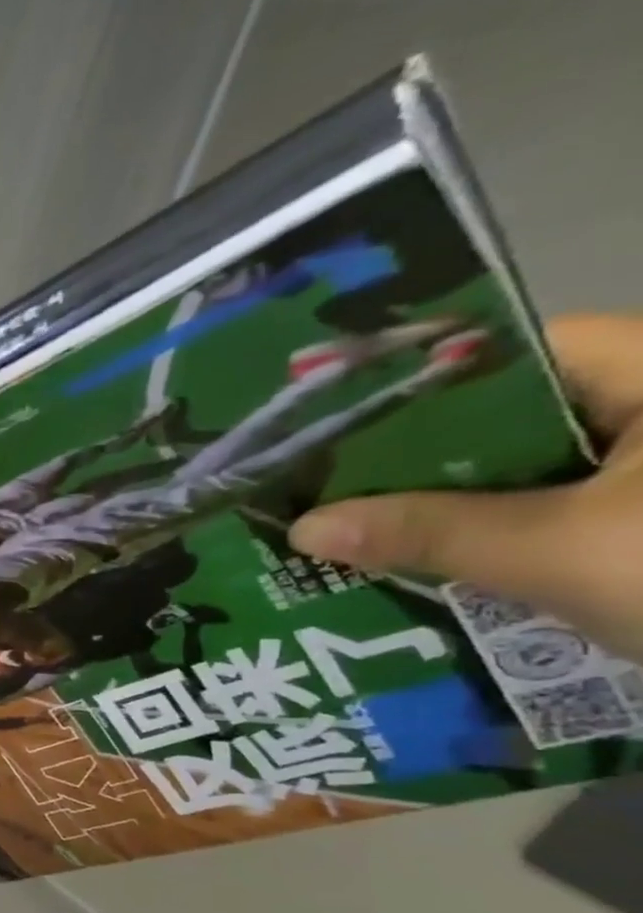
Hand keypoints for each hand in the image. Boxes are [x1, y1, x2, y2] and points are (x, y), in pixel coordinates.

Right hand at [290, 312, 642, 663]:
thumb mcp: (561, 551)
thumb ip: (429, 531)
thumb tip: (304, 527)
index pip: (515, 352)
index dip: (416, 382)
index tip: (330, 421)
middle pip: (507, 416)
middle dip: (412, 457)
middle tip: (321, 484)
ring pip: (519, 472)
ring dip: (438, 503)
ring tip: (347, 524)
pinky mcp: (638, 524)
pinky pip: (541, 513)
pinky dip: (481, 534)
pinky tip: (414, 559)